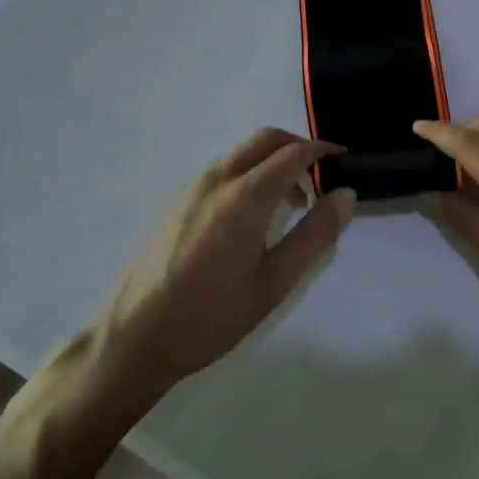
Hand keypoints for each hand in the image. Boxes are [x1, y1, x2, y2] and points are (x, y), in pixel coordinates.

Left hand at [78, 129, 354, 408]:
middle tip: (320, 178)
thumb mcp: (274, 283)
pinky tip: (249, 218)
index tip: (344, 161)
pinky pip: (220, 171)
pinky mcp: (174, 202)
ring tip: (288, 206)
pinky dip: (247, 175)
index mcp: (245, 197)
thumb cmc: (211, 317)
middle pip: (265, 139)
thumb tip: (345, 194)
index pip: (293, 153)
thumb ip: (315, 235)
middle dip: (297, 147)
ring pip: (241, 154)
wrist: (133, 339)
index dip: (323, 151)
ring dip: (271, 163)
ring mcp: (190, 188)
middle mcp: (217, 180)